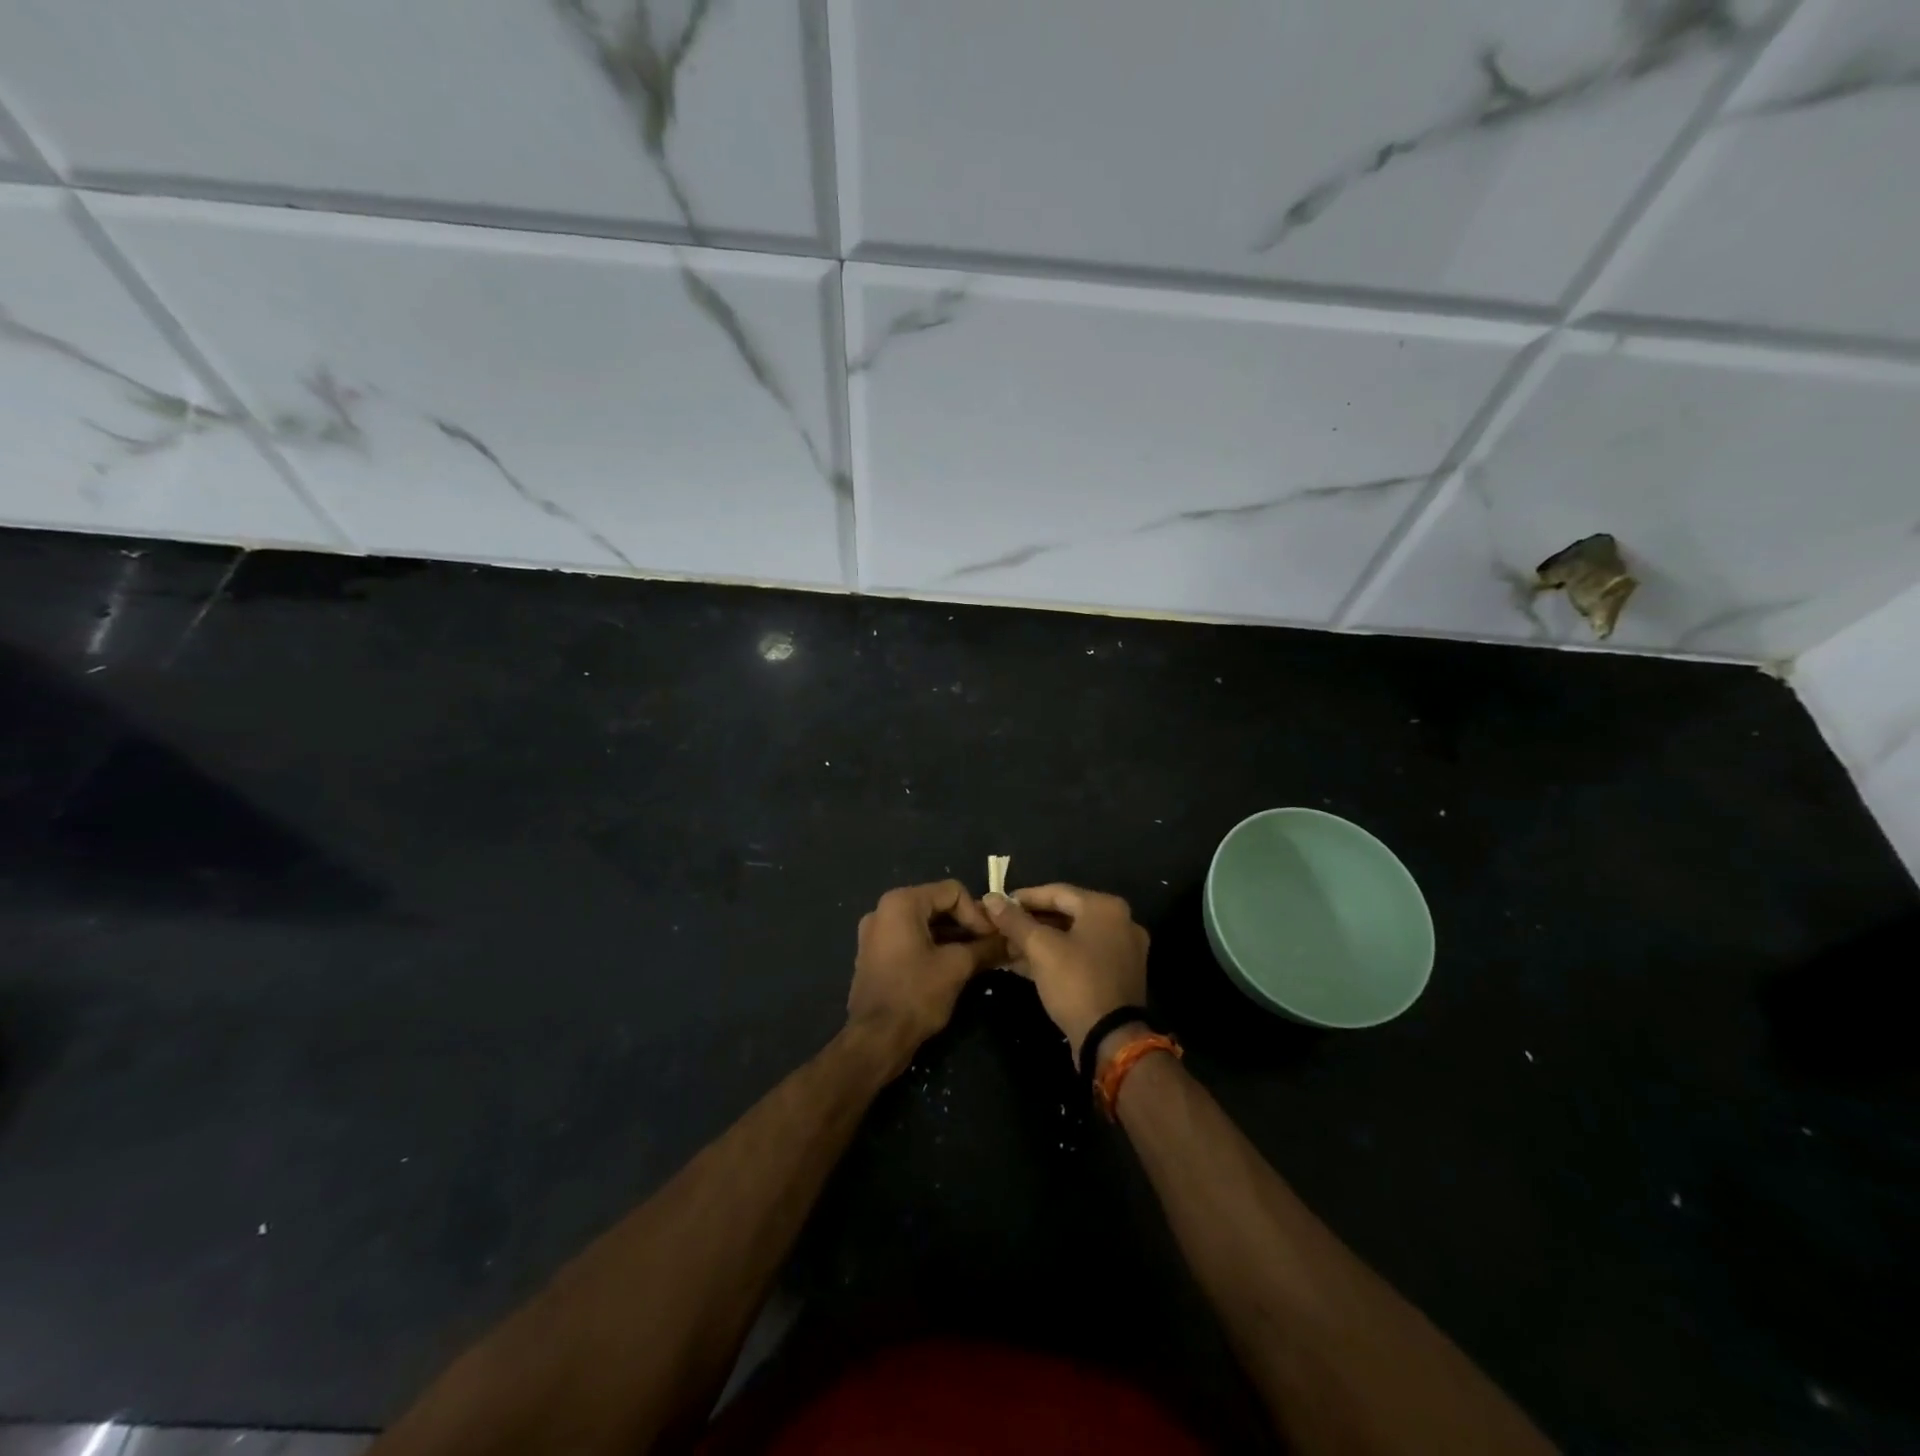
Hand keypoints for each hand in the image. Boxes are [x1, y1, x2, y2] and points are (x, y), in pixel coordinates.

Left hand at [849, 881, 1003, 1069]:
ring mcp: (877, 933)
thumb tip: (1011, 940)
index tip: (994, 939)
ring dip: (954, 938)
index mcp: (901, 903)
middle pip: (938, 904)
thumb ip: (986, 947)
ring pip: (926, 924)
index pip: (953, 892)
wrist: (875, 1040)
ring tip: (978, 958)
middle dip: (967, 925)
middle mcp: (884, 910)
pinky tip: (955, 967)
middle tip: (991, 947)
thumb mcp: (957, 968)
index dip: (977, 913)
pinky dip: (935, 948)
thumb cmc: (915, 995)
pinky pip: (912, 939)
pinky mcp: (876, 954)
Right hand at [983, 885, 1148, 1067]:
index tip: (997, 905)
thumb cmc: (1076, 983)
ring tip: (1007, 947)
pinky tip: (1026, 965)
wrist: (1111, 1040)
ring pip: (1072, 937)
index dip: (1023, 898)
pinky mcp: (1118, 975)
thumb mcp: (1040, 948)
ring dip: (1040, 941)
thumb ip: (1014, 921)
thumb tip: (990, 898)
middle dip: (1030, 923)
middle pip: (1065, 914)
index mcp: (1105, 907)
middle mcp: (1120, 922)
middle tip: (1000, 928)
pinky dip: (1056, 957)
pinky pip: (1082, 956)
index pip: (1056, 892)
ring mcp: (1122, 950)